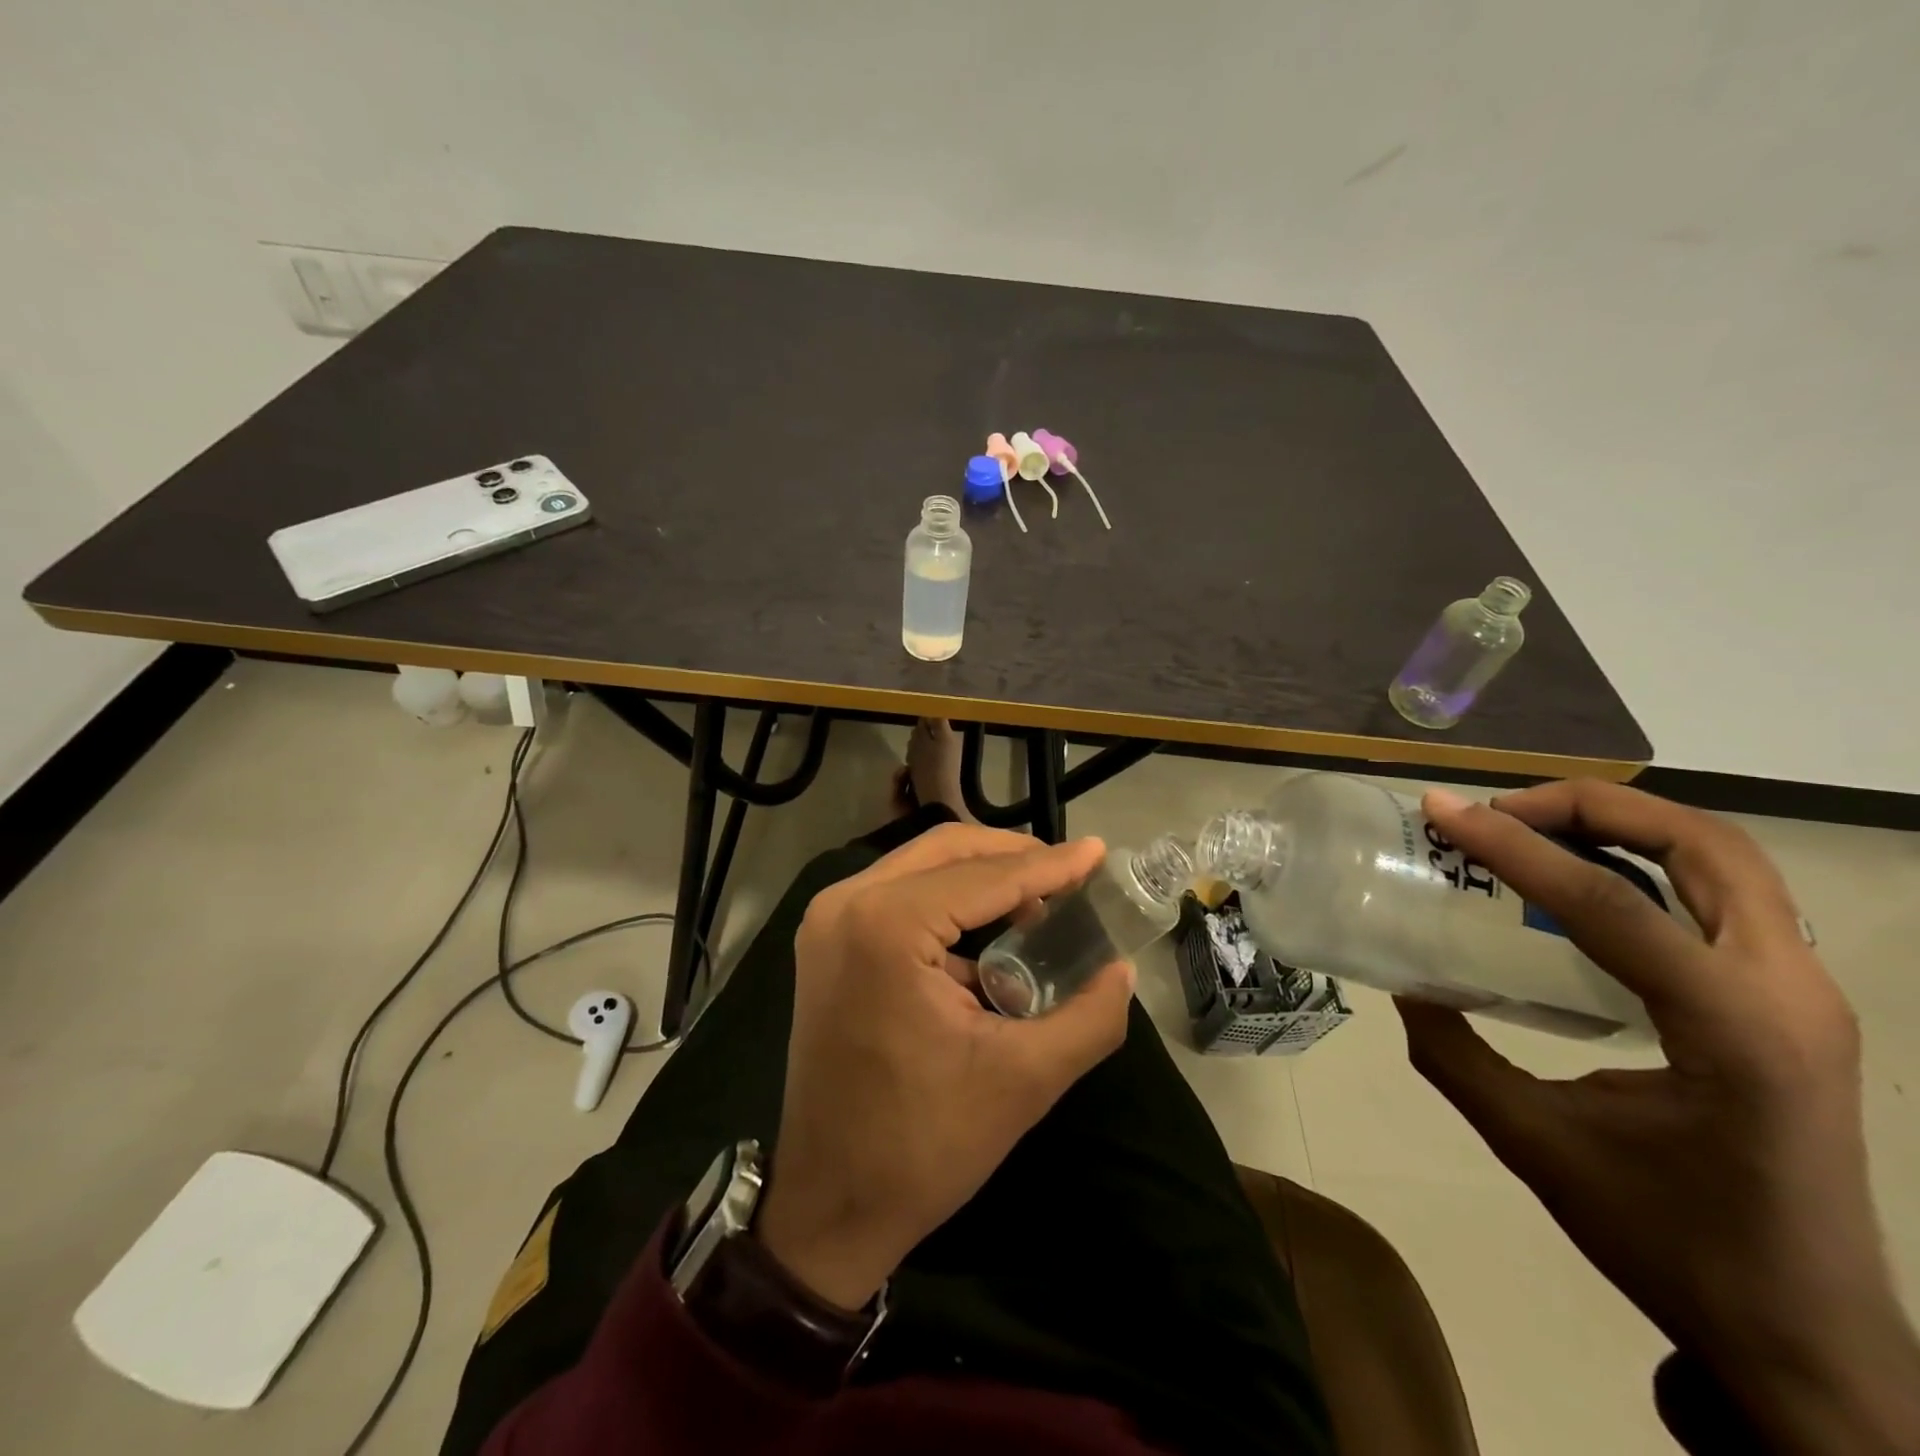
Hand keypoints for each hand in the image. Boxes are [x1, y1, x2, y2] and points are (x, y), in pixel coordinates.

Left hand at [755, 824, 1134, 1310]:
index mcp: (886, 925)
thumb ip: (1089, 1017)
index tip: (1099, 853)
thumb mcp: (1023, 1079)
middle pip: (946, 850)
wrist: (829, 1204)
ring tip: (1039, 902)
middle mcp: (846, 903)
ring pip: (920, 867)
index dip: (1049, 865)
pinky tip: (989, 935)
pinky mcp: (826, 941)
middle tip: (1070, 873)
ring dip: (981, 876)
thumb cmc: (924, 1144)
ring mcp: (827, 919)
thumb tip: (1123, 969)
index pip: (985, 877)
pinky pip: (898, 896)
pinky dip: (947, 902)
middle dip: (1013, 857)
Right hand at [1399, 781, 1919, 1453]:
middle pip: (1706, 845)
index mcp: (1734, 1032)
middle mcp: (1790, 995)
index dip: (1514, 845)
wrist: (1806, 1339)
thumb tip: (1407, 984)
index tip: (1441, 810)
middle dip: (1592, 806)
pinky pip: (1723, 898)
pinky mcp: (1794, 1006)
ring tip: (1534, 830)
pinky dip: (1649, 863)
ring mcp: (1806, 997)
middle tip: (1502, 813)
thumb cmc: (1671, 1243)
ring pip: (1727, 861)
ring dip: (1627, 825)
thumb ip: (1454, 1054)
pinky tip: (1583, 887)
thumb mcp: (1534, 1143)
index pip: (1611, 902)